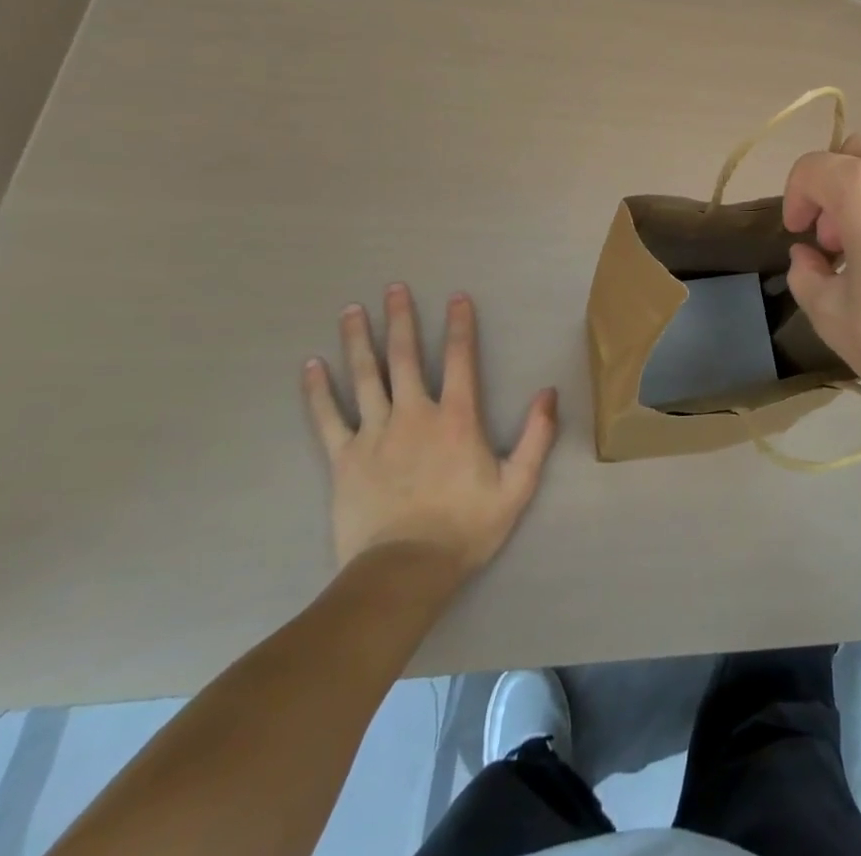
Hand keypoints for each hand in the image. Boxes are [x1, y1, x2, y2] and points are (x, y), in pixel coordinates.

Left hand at [302, 286, 557, 572]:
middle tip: (394, 288)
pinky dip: (318, 391)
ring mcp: (374, 434)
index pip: (459, 359)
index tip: (456, 297)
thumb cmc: (465, 527)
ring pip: (365, 377)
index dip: (459, 325)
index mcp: (456, 418)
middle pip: (404, 357)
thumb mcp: (517, 485)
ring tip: (351, 310)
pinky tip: (311, 366)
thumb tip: (549, 393)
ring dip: (358, 340)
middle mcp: (414, 414)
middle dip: (400, 319)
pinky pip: (328, 418)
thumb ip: (536, 436)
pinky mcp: (343, 460)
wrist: (404, 572)